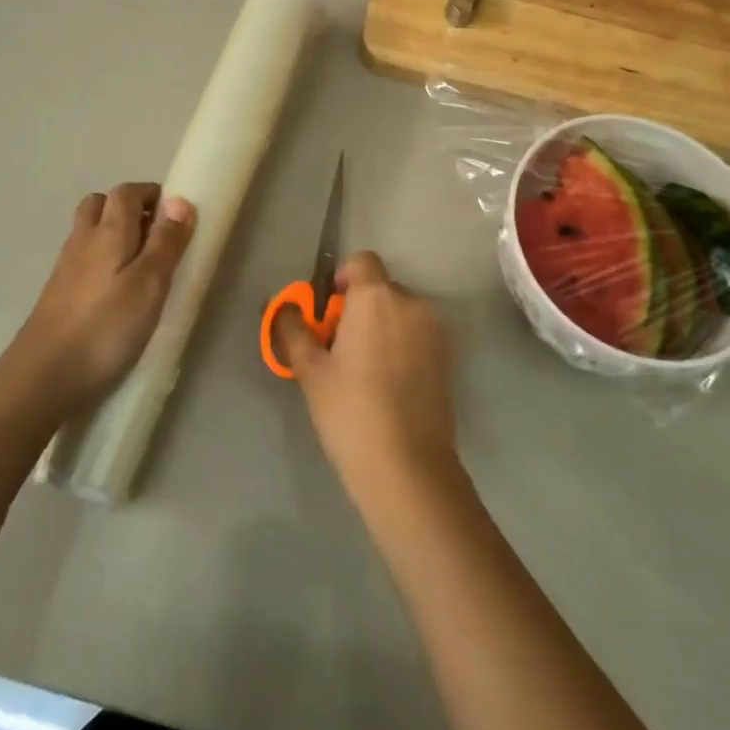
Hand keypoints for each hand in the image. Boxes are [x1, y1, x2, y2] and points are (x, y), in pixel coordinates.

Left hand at [9, 183, 194, 415]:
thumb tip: (179, 200)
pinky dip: (102, 261)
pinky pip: (83, 260)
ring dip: (114, 235)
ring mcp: (65, 268)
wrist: (43, 376)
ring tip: (142, 266)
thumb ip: (165, 242)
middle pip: (101, 206)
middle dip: (130, 209)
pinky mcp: (58, 295)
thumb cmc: (106, 327)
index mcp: (107, 231)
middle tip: (157, 236)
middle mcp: (82, 240)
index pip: (127, 193)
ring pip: (89, 233)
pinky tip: (117, 292)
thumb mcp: (149, 283)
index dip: (152, 195)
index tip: (177, 214)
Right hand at [275, 251, 459, 498]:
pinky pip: (417, 335)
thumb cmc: (351, 412)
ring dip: (381, 327)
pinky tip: (386, 384)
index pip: (362, 262)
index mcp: (376, 298)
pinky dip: (400, 345)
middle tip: (338, 347)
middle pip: (381, 289)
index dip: (342, 278)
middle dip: (359, 307)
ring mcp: (435, 331)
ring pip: (400, 313)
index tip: (327, 310)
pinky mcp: (448, 358)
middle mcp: (411, 304)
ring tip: (362, 370)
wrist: (408, 468)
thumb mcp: (311, 371)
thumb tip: (281, 307)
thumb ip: (293, 330)